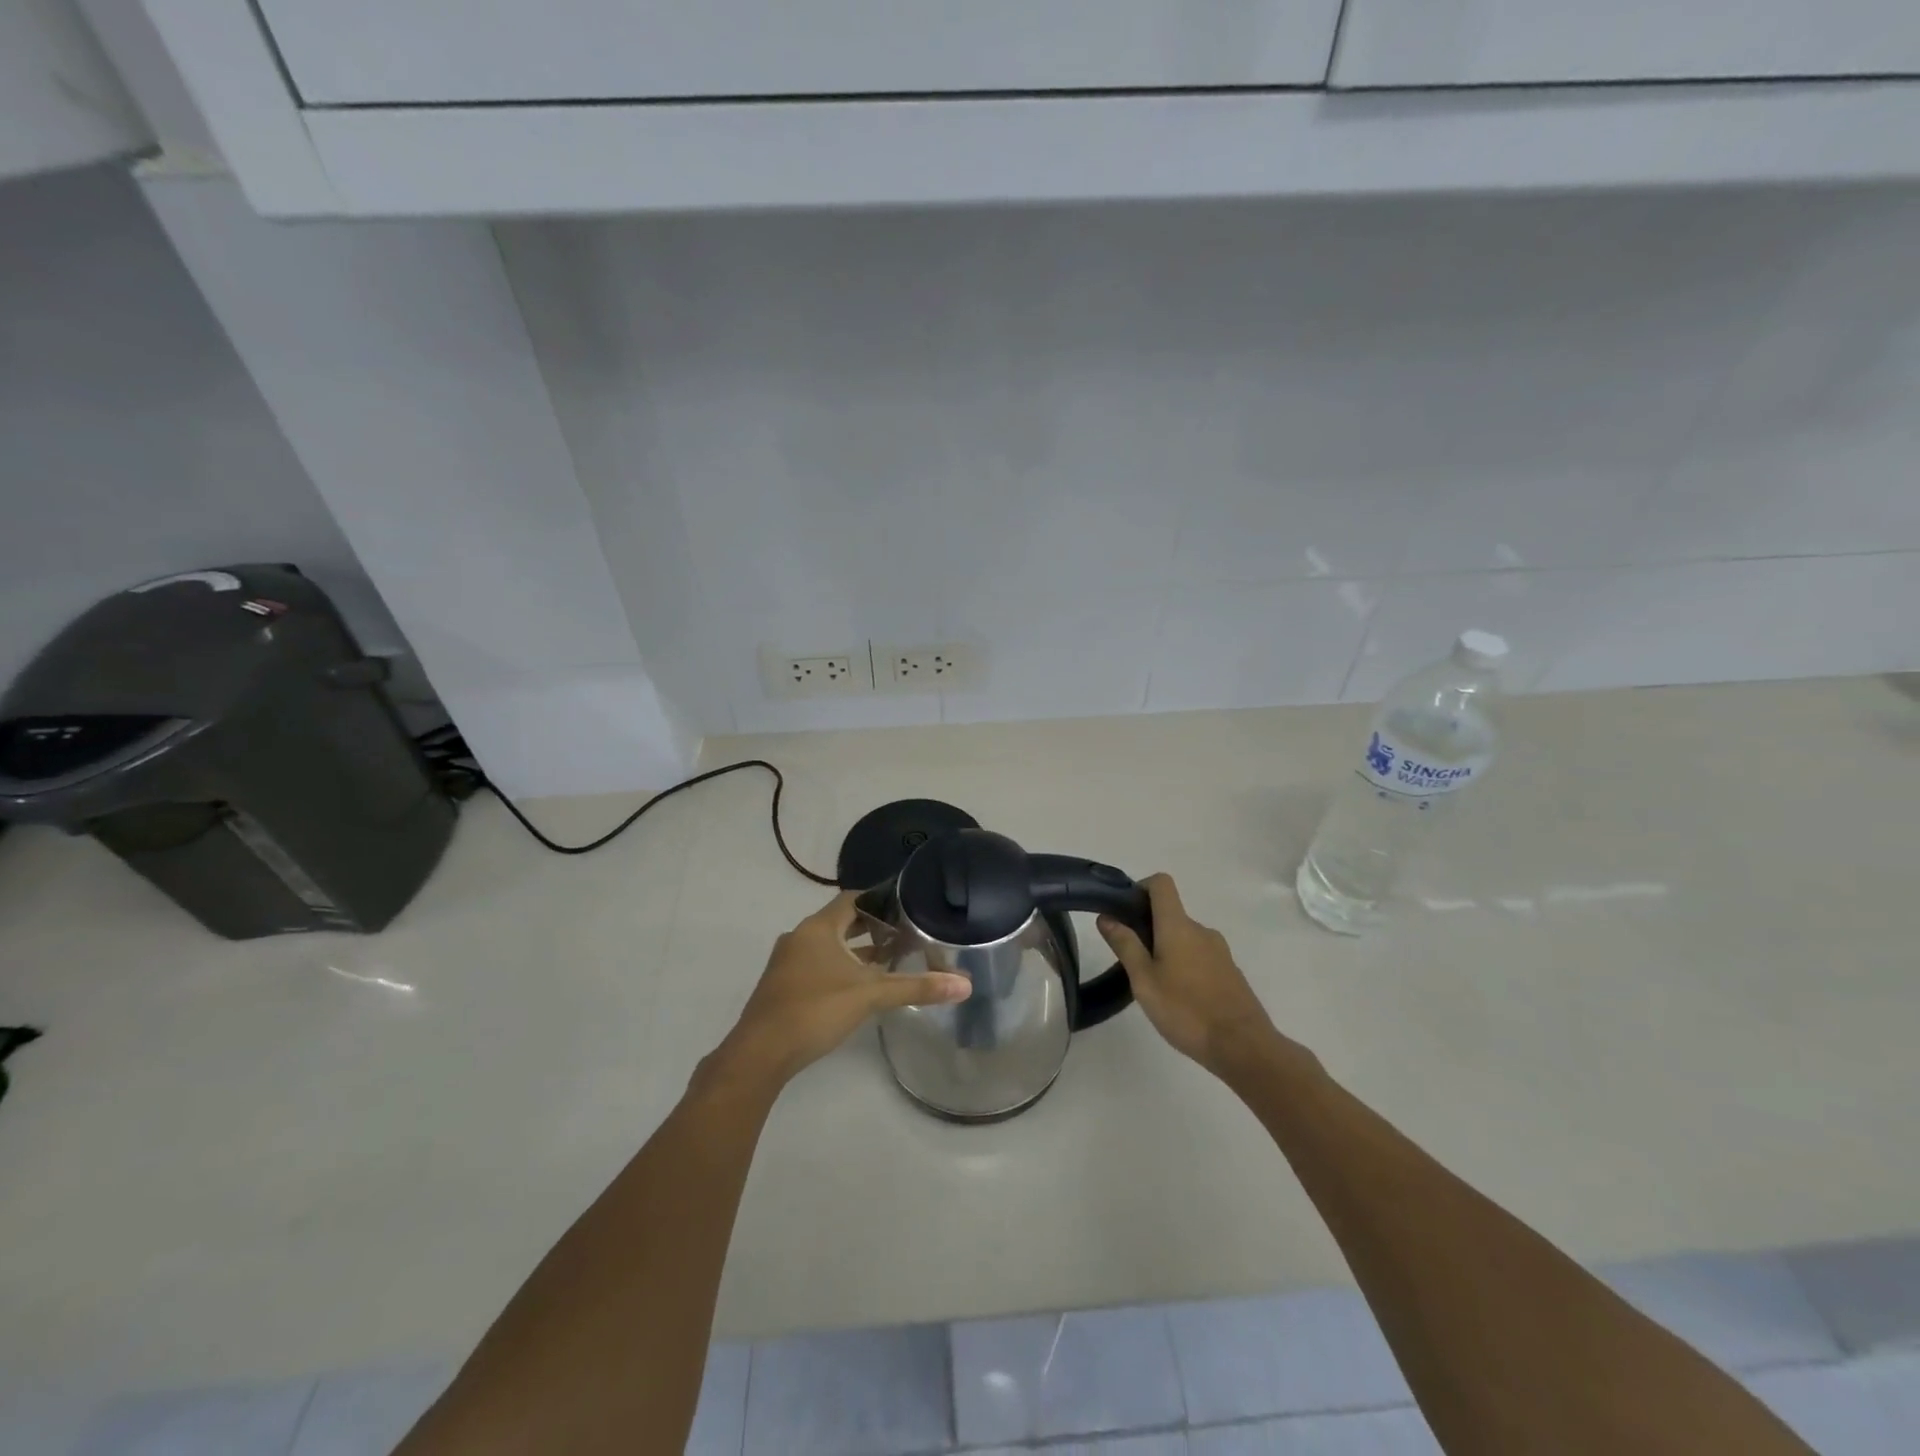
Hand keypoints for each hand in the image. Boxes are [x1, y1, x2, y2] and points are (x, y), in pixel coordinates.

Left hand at [713, 892, 969, 1089]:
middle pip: (842, 921)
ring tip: (891, 956)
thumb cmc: (814, 1010)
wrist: (759, 1054)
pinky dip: (842, 966)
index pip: (853, 899)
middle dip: (873, 926)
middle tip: (907, 929)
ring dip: (857, 949)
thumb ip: (916, 987)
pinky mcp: (784, 986)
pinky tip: (861, 985)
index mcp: (818, 928)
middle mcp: (801, 937)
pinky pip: (819, 964)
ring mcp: (788, 962)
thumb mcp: (870, 995)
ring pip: (830, 945)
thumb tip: (964, 984)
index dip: (881, 898)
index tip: (908, 902)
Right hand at [1098, 875, 1310, 1079]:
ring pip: (1185, 938)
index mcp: (1178, 925)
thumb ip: (1125, 945)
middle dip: (1148, 928)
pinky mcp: (1230, 971)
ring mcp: (1219, 951)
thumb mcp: (1144, 980)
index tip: (1125, 911)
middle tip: (1132, 962)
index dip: (1141, 887)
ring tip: (1155, 985)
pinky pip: (1200, 956)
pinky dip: (1185, 966)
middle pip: (1171, 913)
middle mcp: (1201, 930)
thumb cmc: (1186, 1010)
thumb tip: (1106, 916)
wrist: (1243, 1046)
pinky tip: (1180, 998)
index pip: (1162, 883)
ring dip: (1167, 950)